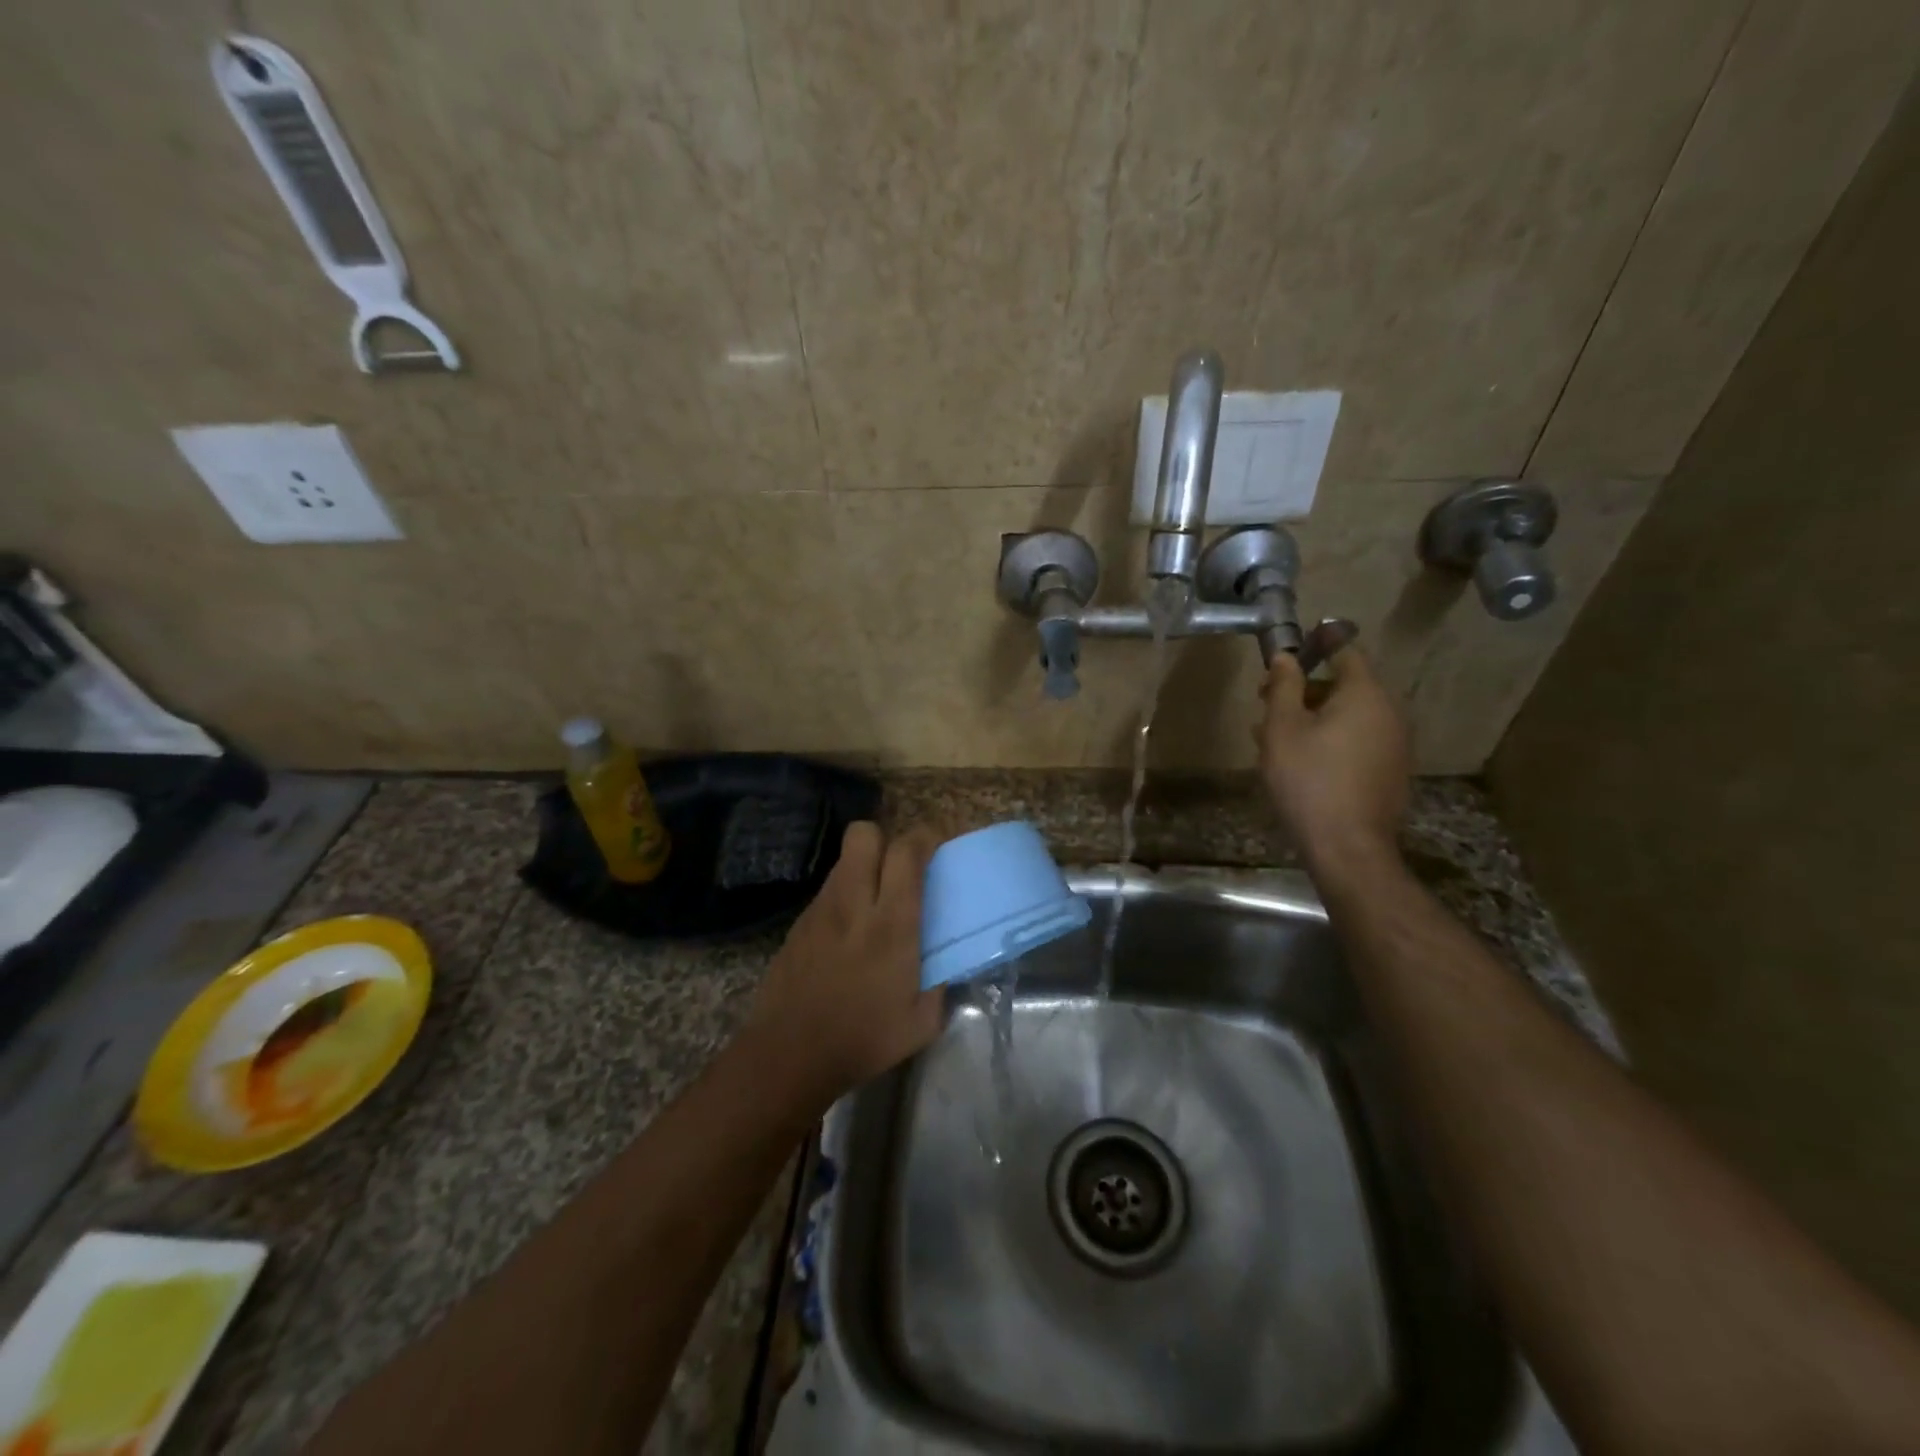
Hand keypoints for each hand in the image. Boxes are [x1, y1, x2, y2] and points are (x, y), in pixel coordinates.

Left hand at [745, 822, 942, 1108]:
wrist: (788, 1055)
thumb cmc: (862, 1040)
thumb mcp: (921, 1022)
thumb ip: (940, 984)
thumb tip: (946, 963)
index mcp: (891, 923)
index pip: (906, 852)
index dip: (925, 837)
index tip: (937, 846)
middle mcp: (854, 903)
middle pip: (864, 834)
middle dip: (886, 838)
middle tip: (901, 866)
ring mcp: (820, 910)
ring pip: (844, 859)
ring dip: (864, 866)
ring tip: (875, 898)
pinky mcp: (798, 923)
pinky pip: (827, 890)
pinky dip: (844, 895)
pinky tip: (848, 930)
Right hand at [1257, 647, 1409, 872]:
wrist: (1347, 846)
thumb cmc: (1308, 779)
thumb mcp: (1282, 728)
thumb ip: (1283, 686)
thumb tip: (1285, 656)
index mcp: (1365, 694)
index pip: (1345, 652)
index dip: (1314, 648)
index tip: (1285, 657)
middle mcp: (1389, 712)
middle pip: (1345, 687)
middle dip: (1304, 691)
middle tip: (1265, 706)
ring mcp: (1394, 744)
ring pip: (1348, 717)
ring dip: (1312, 719)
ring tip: (1273, 740)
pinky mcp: (1390, 771)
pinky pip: (1357, 741)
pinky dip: (1329, 741)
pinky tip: (1300, 763)